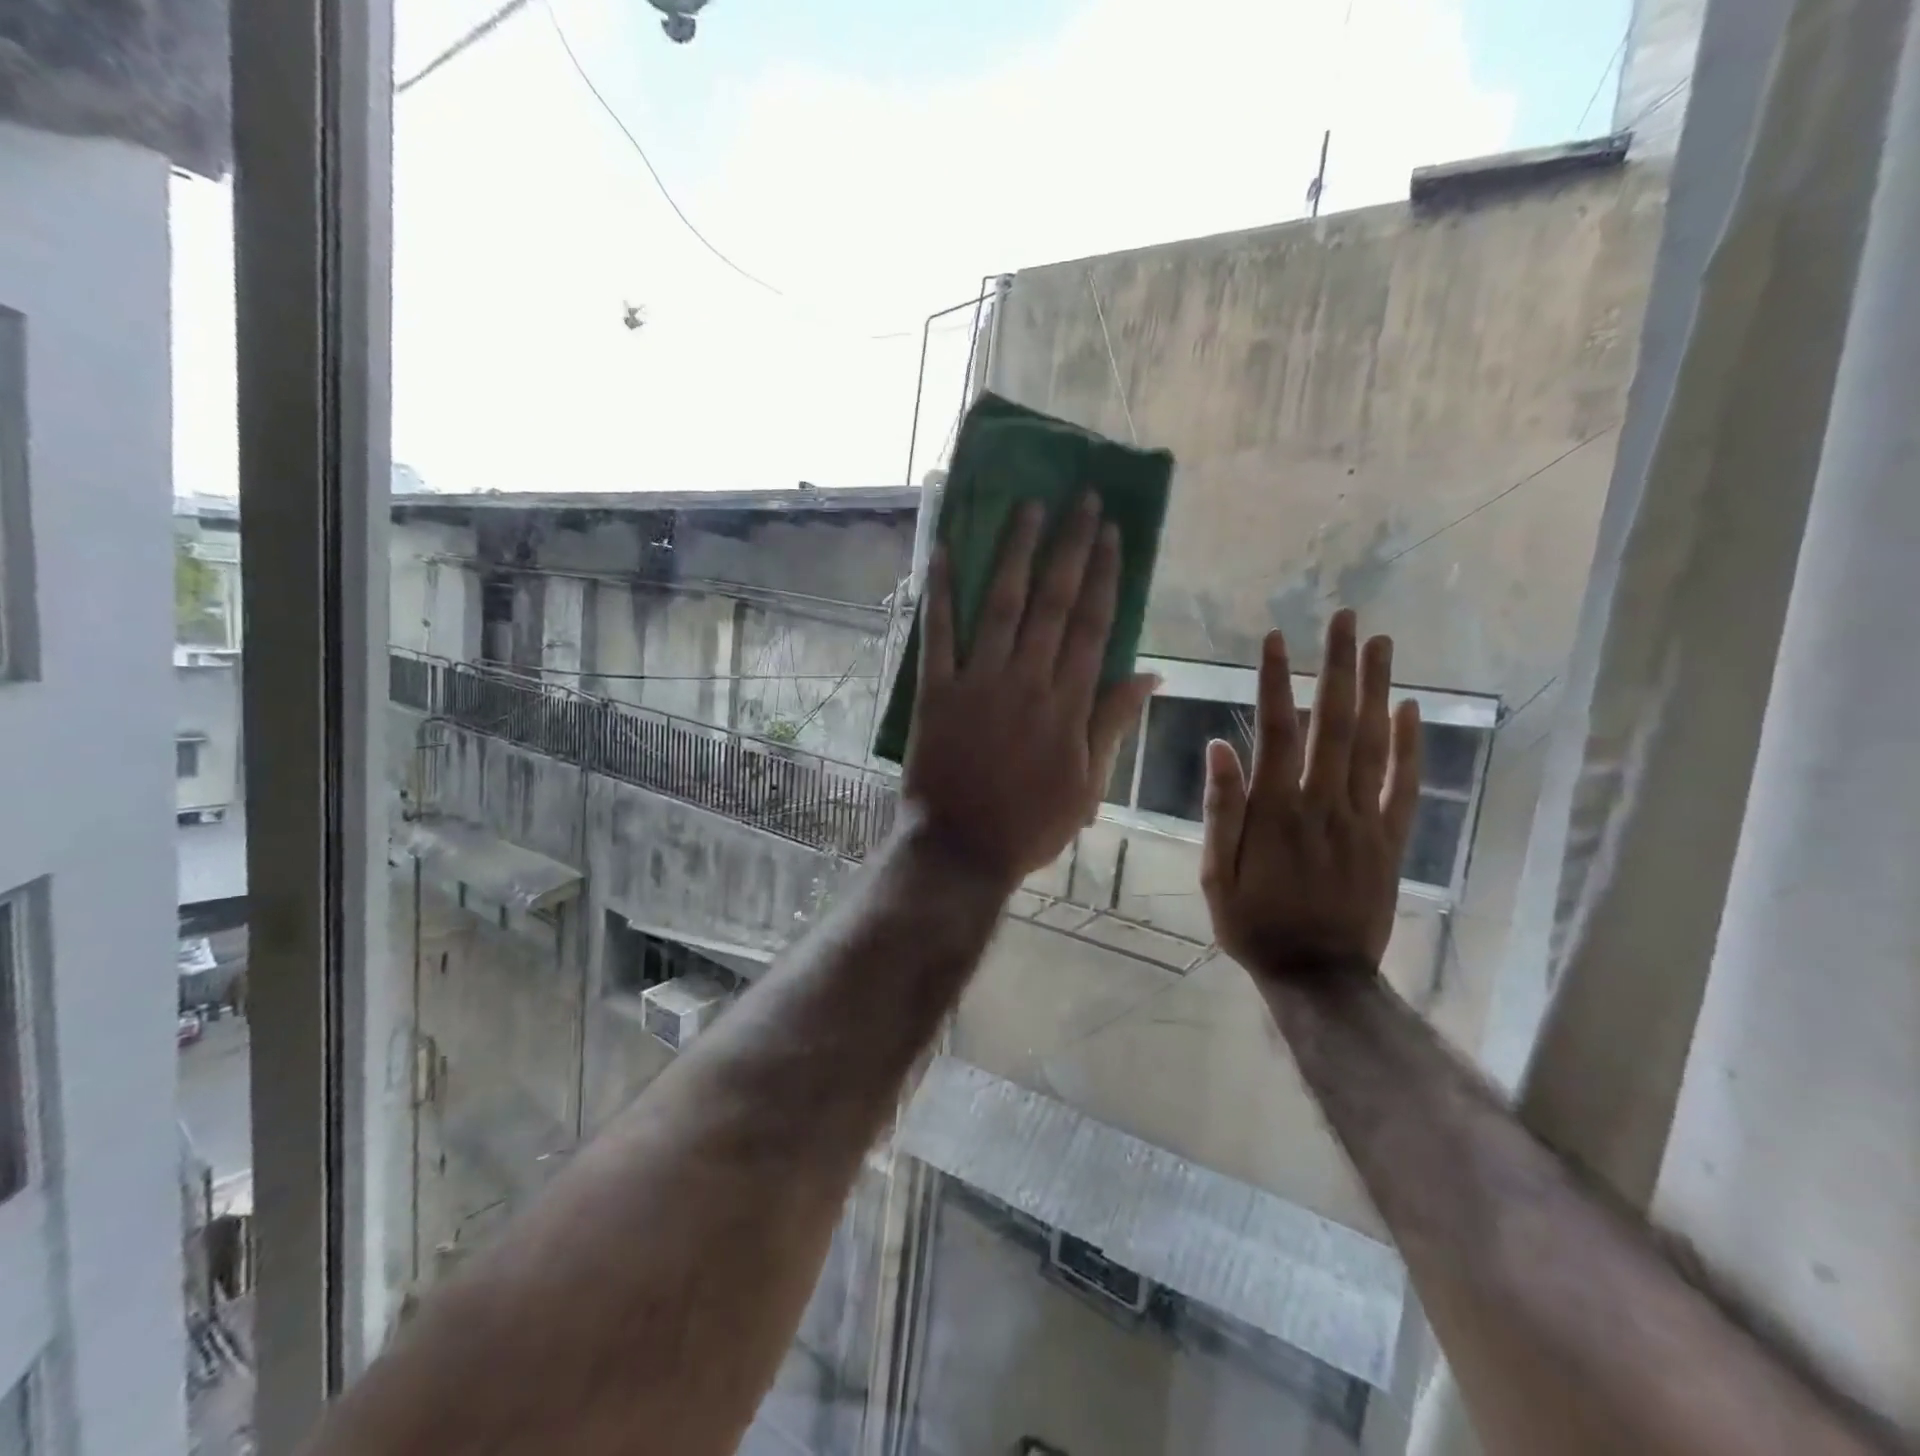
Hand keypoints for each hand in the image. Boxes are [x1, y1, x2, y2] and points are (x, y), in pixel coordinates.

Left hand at [903, 495, 1156, 887]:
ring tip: (1029, 507)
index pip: (1093, 625)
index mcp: (1068, 703)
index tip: (1112, 533)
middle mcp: (1027, 680)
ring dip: (1016, 553)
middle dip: (1070, 546)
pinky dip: (940, 593)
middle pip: (1054, 602)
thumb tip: (1150, 676)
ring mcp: (978, 683)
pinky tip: (946, 552)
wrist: (962, 849)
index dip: (1104, 575)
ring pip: (1002, 605)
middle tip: (1081, 499)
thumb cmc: (1031, 824)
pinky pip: (937, 635)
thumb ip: (1113, 724)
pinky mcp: (936, 692)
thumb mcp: (1089, 785)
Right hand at [1200, 610, 1421, 988]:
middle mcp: (1324, 804)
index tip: (1275, 638)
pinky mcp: (1390, 841)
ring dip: (1377, 690)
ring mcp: (1364, 820)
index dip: (1275, 682)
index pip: (1276, 732)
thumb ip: (1220, 810)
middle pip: (1334, 724)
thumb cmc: (1254, 924)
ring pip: (1373, 744)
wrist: (1319, 977)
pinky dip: (1411, 746)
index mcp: (1276, 811)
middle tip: (1345, 619)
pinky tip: (1412, 709)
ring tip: (1381, 643)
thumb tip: (1218, 747)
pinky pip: (1405, 786)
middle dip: (1338, 667)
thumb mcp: (1216, 874)